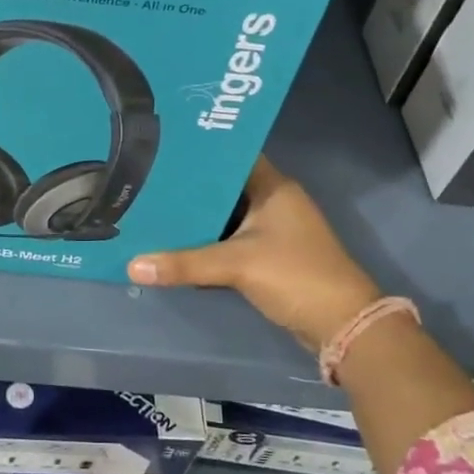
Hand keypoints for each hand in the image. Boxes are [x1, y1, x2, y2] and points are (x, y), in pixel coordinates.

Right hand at [128, 157, 379, 350]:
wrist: (341, 323)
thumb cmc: (294, 275)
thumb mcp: (236, 265)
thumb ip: (184, 263)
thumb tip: (132, 266)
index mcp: (273, 187)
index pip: (231, 156)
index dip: (200, 152)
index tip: (162, 149)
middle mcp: (273, 202)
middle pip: (223, 187)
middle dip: (189, 188)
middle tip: (147, 181)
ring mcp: (272, 231)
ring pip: (225, 216)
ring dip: (196, 218)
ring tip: (153, 209)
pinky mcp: (268, 256)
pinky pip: (230, 241)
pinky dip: (207, 243)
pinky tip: (175, 244)